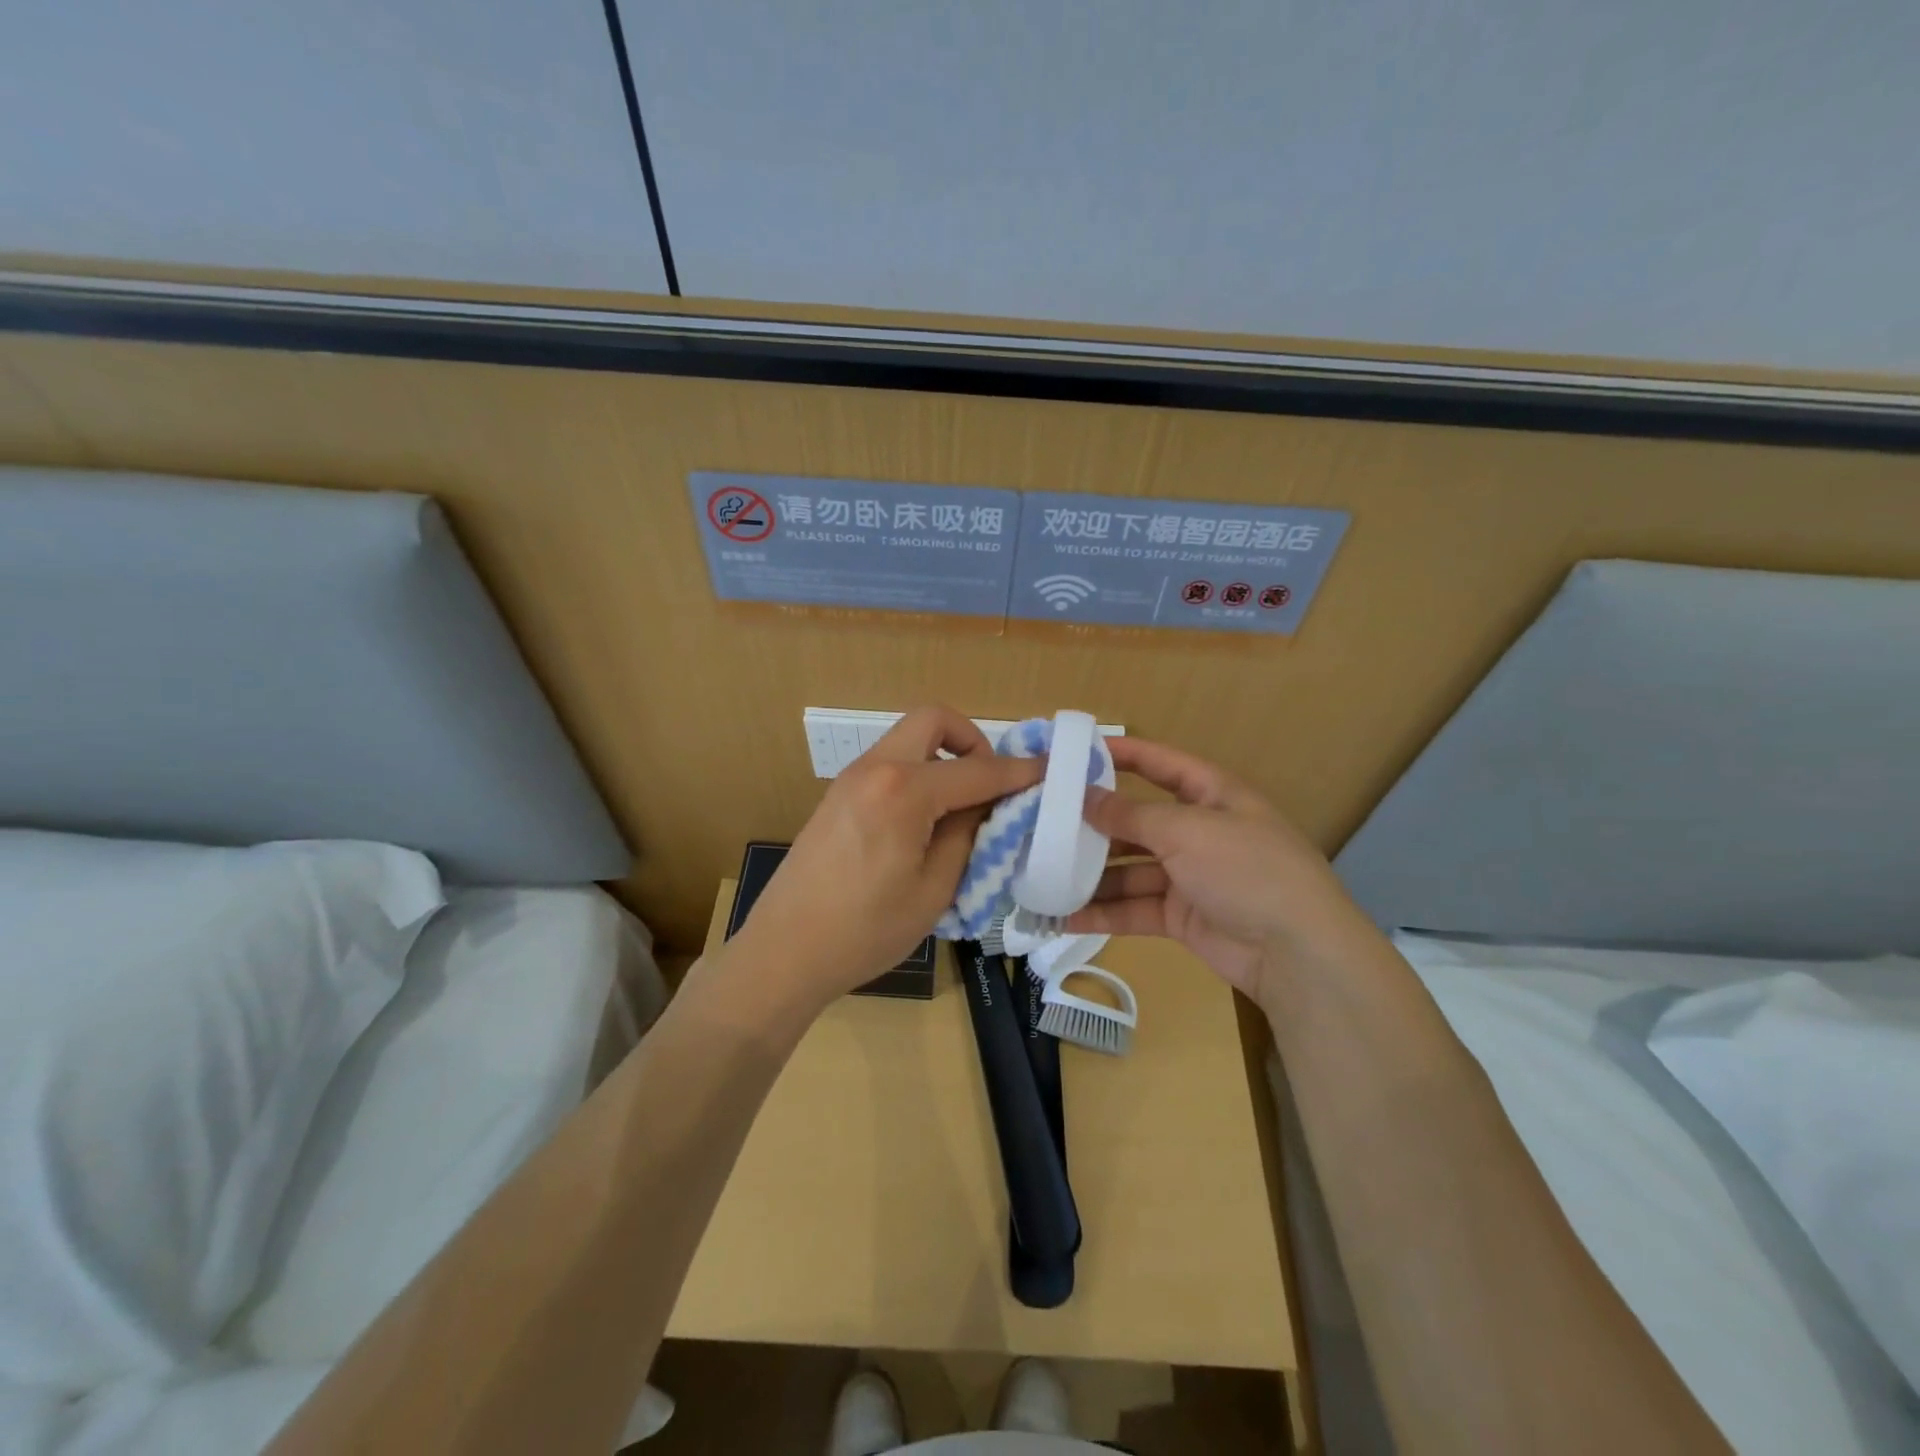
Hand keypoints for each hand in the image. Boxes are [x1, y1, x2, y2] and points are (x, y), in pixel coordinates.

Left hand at [732, 706, 1043, 1016]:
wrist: (784, 953)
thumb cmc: (865, 931)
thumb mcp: (935, 889)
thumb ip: (967, 836)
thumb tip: (986, 806)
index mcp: (904, 791)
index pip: (977, 769)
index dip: (1019, 771)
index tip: (1050, 771)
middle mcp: (875, 769)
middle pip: (932, 721)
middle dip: (971, 741)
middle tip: (990, 784)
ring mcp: (850, 780)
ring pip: (908, 741)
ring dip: (942, 758)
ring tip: (961, 809)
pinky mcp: (838, 797)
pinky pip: (889, 766)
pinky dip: (918, 775)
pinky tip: (925, 822)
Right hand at [1065, 737, 1362, 1001]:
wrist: (1296, 952)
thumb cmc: (1246, 869)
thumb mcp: (1187, 831)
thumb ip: (1131, 814)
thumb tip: (1084, 798)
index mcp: (1212, 796)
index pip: (1162, 764)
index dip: (1124, 755)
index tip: (1078, 751)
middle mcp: (1199, 832)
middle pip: (1137, 821)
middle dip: (1094, 824)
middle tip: (1043, 823)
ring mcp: (1189, 877)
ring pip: (1129, 869)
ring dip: (1091, 875)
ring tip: (1042, 874)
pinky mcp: (1180, 916)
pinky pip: (1134, 908)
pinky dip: (1103, 913)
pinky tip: (1064, 916)